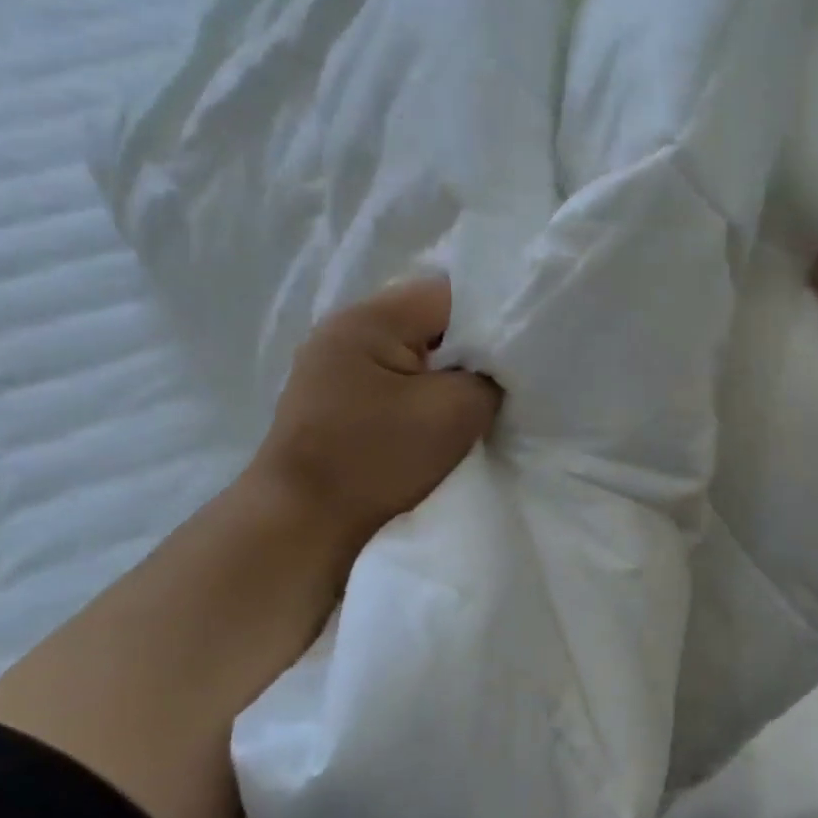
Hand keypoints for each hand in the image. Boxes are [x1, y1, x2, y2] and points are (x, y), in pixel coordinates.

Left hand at [248, 279, 500, 551]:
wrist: (302, 523)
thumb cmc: (377, 459)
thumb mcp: (455, 412)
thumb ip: (488, 377)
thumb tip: (493, 371)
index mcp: (369, 318)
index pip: (449, 294)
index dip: (491, 320)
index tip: (515, 357)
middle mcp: (345, 330)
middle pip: (429, 322)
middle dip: (467, 352)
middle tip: (497, 385)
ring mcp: (332, 366)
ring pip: (412, 354)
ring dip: (443, 377)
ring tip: (467, 407)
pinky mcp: (332, 399)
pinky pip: (391, 381)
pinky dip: (418, 396)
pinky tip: (433, 422)